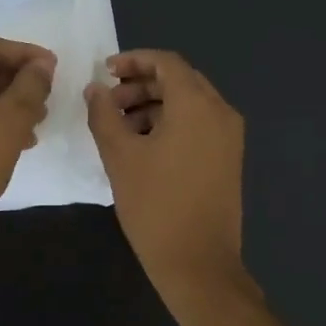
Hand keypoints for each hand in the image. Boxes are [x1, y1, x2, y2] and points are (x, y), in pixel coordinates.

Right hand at [85, 49, 245, 294]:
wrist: (199, 264)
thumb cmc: (155, 206)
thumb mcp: (120, 157)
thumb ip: (104, 115)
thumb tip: (95, 89)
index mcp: (197, 105)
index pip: (166, 63)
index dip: (133, 61)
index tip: (105, 72)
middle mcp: (221, 112)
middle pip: (180, 80)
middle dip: (141, 84)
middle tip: (109, 103)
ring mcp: (229, 137)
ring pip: (189, 103)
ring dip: (154, 105)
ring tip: (120, 127)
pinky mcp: (229, 158)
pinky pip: (199, 124)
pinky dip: (171, 123)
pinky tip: (143, 145)